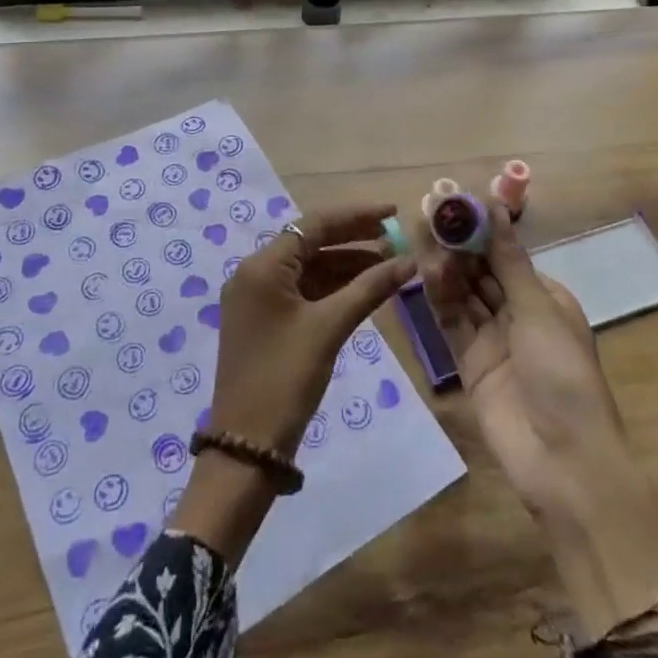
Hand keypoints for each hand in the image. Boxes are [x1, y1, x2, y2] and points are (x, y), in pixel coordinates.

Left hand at [171, 203, 414, 563]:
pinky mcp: (263, 321)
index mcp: (262, 266)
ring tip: (389, 265)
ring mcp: (256, 298)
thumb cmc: (286, 378)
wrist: (247, 445)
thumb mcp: (330, 328)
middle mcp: (254, 273)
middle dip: (354, 240)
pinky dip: (331, 288)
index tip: (393, 212)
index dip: (356, 216)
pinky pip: (301, 291)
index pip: (314, 224)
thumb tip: (410, 261)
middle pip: (310, 243)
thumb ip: (370, 288)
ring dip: (346, 265)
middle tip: (395, 240)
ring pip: (308, 269)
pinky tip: (363, 290)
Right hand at [421, 205, 657, 633]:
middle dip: (458, 243)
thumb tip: (495, 207)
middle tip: (427, 212)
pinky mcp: (470, 363)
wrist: (564, 461)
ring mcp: (493, 339)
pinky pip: (452, 322)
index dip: (482, 228)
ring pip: (463, 293)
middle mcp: (519, 314)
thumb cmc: (563, 375)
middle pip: (482, 271)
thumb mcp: (538, 310)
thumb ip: (508, 261)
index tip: (454, 201)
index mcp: (547, 298)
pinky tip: (424, 271)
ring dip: (445, 266)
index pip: (507, 254)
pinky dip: (439, 297)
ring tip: (420, 234)